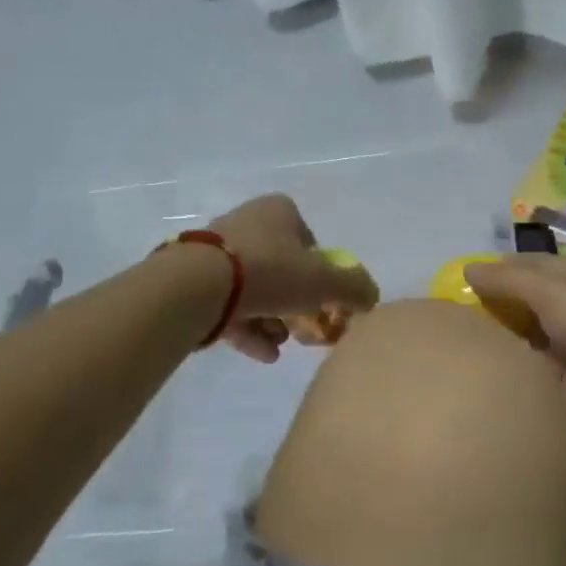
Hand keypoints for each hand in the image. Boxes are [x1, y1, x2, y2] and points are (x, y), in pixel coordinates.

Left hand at [206, 194, 379, 362]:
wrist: (197, 285)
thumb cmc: (269, 272)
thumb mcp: (324, 281)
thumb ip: (354, 288)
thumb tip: (371, 297)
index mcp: (279, 211)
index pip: (310, 243)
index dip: (322, 275)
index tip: (324, 303)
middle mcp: (247, 223)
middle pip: (282, 268)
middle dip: (295, 304)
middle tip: (304, 330)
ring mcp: (217, 251)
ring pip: (255, 289)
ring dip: (273, 319)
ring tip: (281, 346)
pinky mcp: (195, 279)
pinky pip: (229, 304)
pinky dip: (249, 328)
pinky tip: (263, 354)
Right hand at [465, 255, 565, 458]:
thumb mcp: (553, 292)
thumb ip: (509, 281)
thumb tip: (467, 269)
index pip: (521, 268)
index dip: (489, 273)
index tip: (451, 287)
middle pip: (519, 307)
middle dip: (488, 313)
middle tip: (443, 326)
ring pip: (523, 343)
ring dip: (498, 348)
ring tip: (451, 356)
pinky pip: (532, 379)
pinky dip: (512, 380)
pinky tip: (478, 384)